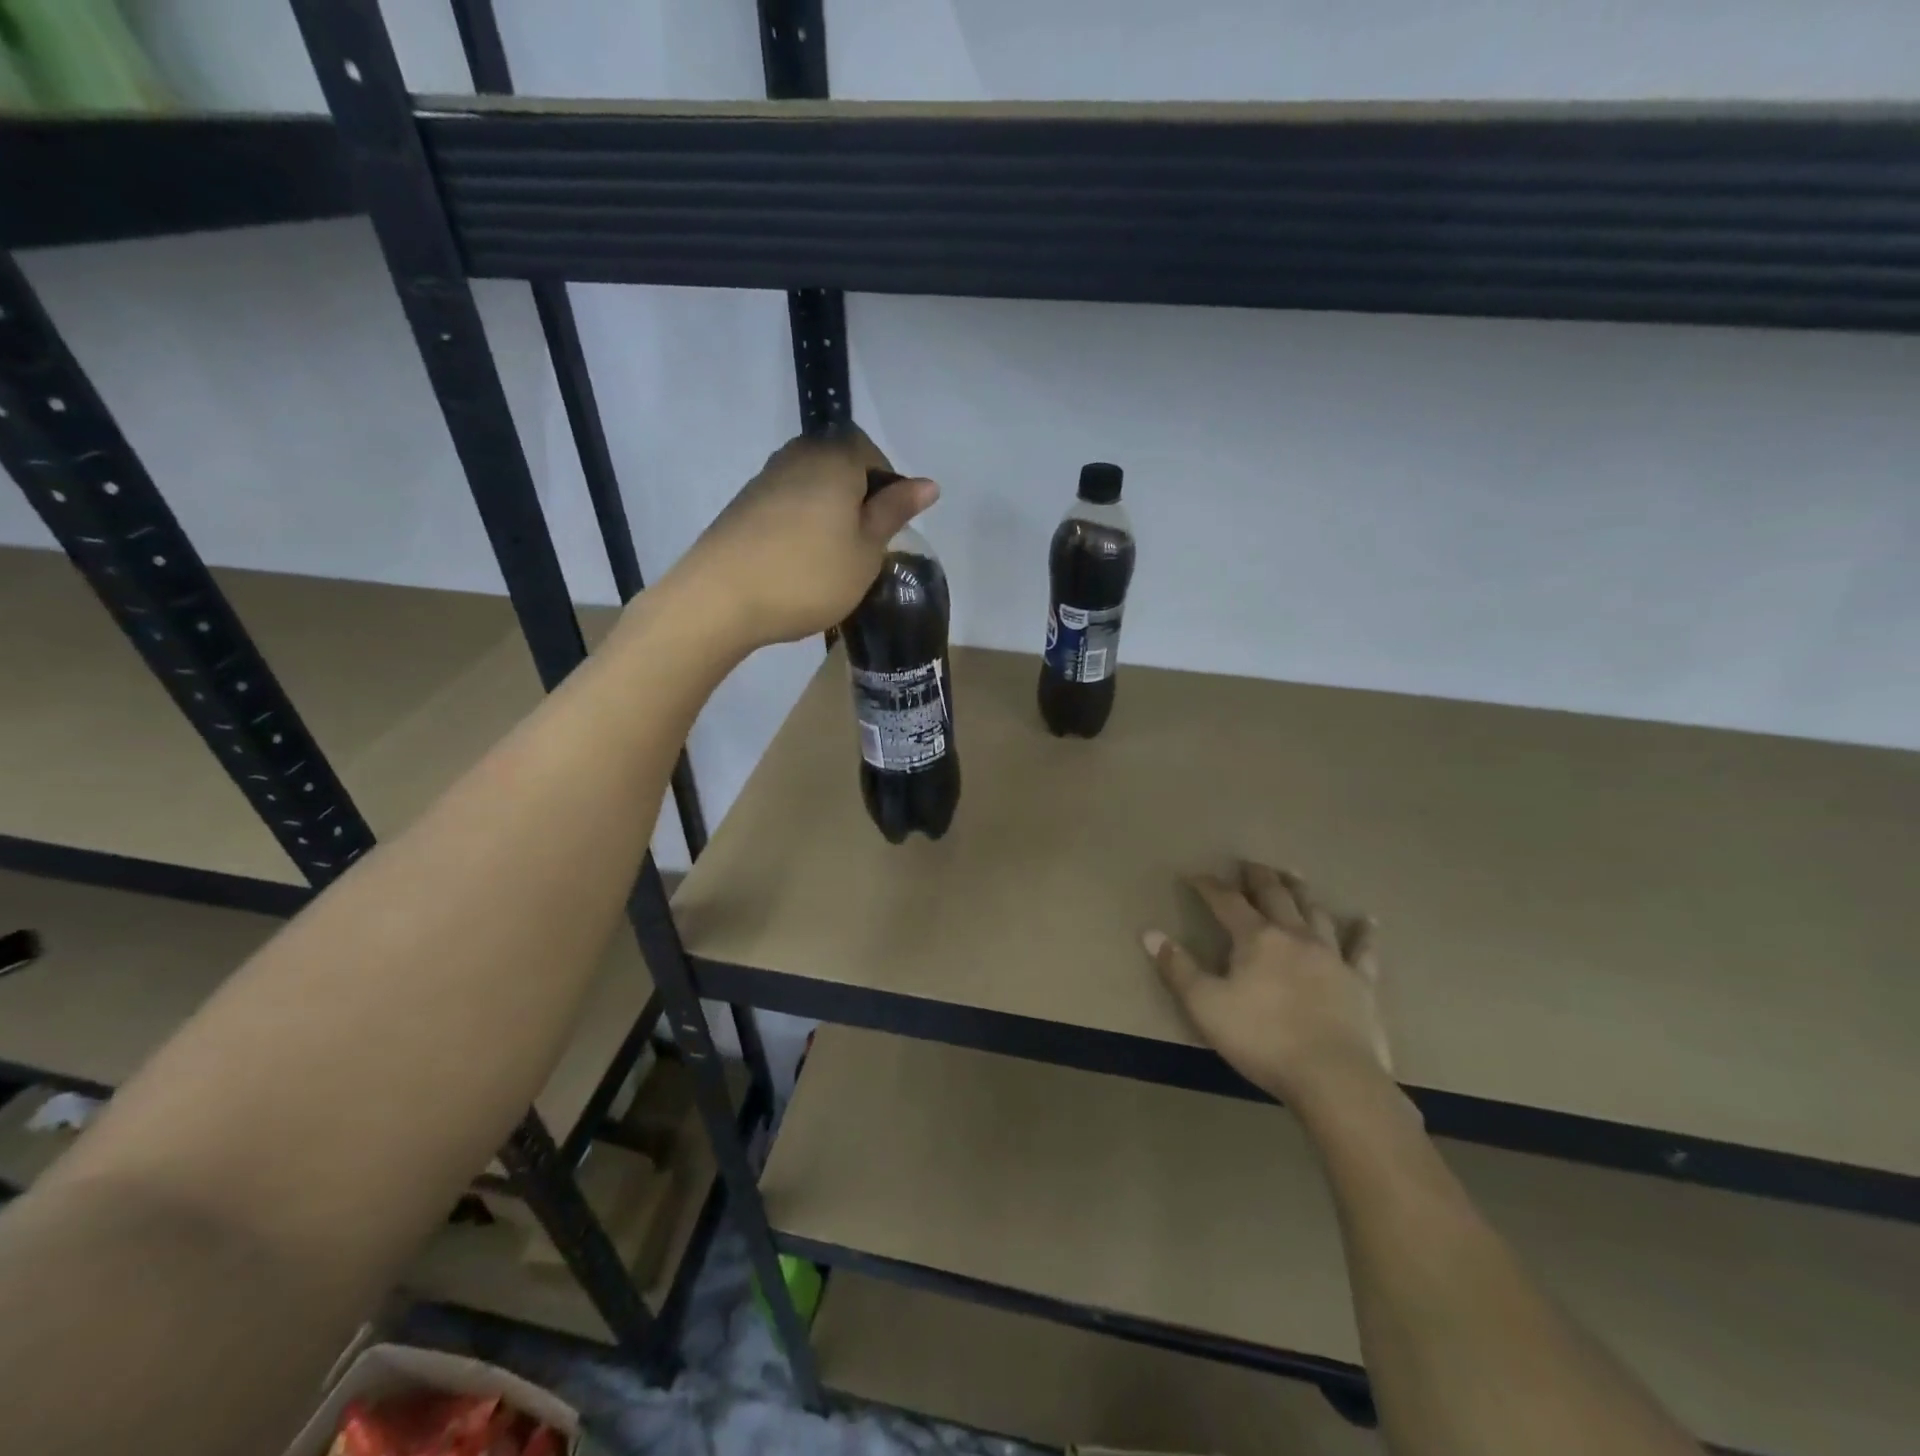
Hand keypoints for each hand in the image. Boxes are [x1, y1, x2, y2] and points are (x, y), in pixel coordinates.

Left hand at [675, 426, 938, 647]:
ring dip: (829, 512)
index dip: (887, 485)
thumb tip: (928, 484)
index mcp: (834, 459)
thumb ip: (894, 512)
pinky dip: (802, 524)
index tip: (890, 526)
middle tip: (866, 543)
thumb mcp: (866, 551)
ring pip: (812, 486)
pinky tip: (802, 560)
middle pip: (839, 465)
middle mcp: (797, 456)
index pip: (870, 452)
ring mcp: (764, 480)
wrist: (721, 599)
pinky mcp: (742, 507)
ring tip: (835, 556)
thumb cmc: (809, 575)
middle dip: (858, 498)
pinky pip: (787, 504)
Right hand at [1144, 861, 1391, 1105]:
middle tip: (1250, 864)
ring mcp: (1332, 956)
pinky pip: (1362, 950)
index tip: (1194, 875)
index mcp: (1256, 938)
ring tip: (1294, 877)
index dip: (1208, 886)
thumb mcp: (1205, 1006)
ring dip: (1302, 892)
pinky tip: (1367, 921)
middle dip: (1258, 877)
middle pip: (1275, 895)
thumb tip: (1150, 933)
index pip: (1226, 901)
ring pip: (1315, 912)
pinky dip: (1363, 933)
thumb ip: (1178, 968)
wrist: (1334, 1078)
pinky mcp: (1361, 982)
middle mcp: (1294, 936)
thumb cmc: (1262, 1039)